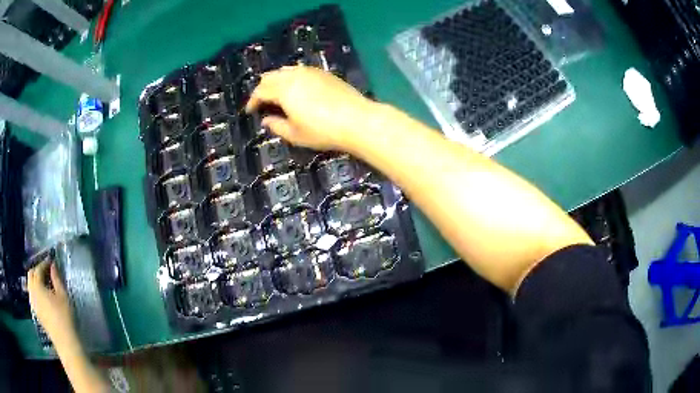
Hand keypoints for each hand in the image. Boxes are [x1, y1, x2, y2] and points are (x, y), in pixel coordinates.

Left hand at [27, 260, 75, 345]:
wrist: (64, 341)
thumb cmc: (64, 316)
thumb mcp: (63, 295)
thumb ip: (56, 278)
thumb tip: (53, 265)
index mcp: (37, 285)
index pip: (38, 269)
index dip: (44, 263)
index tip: (51, 261)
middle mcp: (32, 291)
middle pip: (31, 274)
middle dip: (37, 269)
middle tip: (46, 270)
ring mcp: (32, 302)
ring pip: (30, 284)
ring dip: (35, 279)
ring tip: (44, 281)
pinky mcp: (35, 311)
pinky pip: (32, 294)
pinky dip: (35, 289)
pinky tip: (42, 294)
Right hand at [245, 66, 378, 151]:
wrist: (357, 120)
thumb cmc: (323, 130)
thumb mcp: (295, 134)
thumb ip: (277, 126)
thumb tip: (266, 119)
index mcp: (284, 90)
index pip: (261, 91)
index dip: (252, 101)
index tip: (250, 111)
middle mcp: (295, 76)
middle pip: (271, 76)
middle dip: (262, 88)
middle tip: (262, 102)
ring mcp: (311, 72)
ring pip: (286, 70)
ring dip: (276, 80)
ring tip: (277, 94)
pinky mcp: (324, 73)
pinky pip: (300, 70)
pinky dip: (291, 76)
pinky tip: (296, 87)